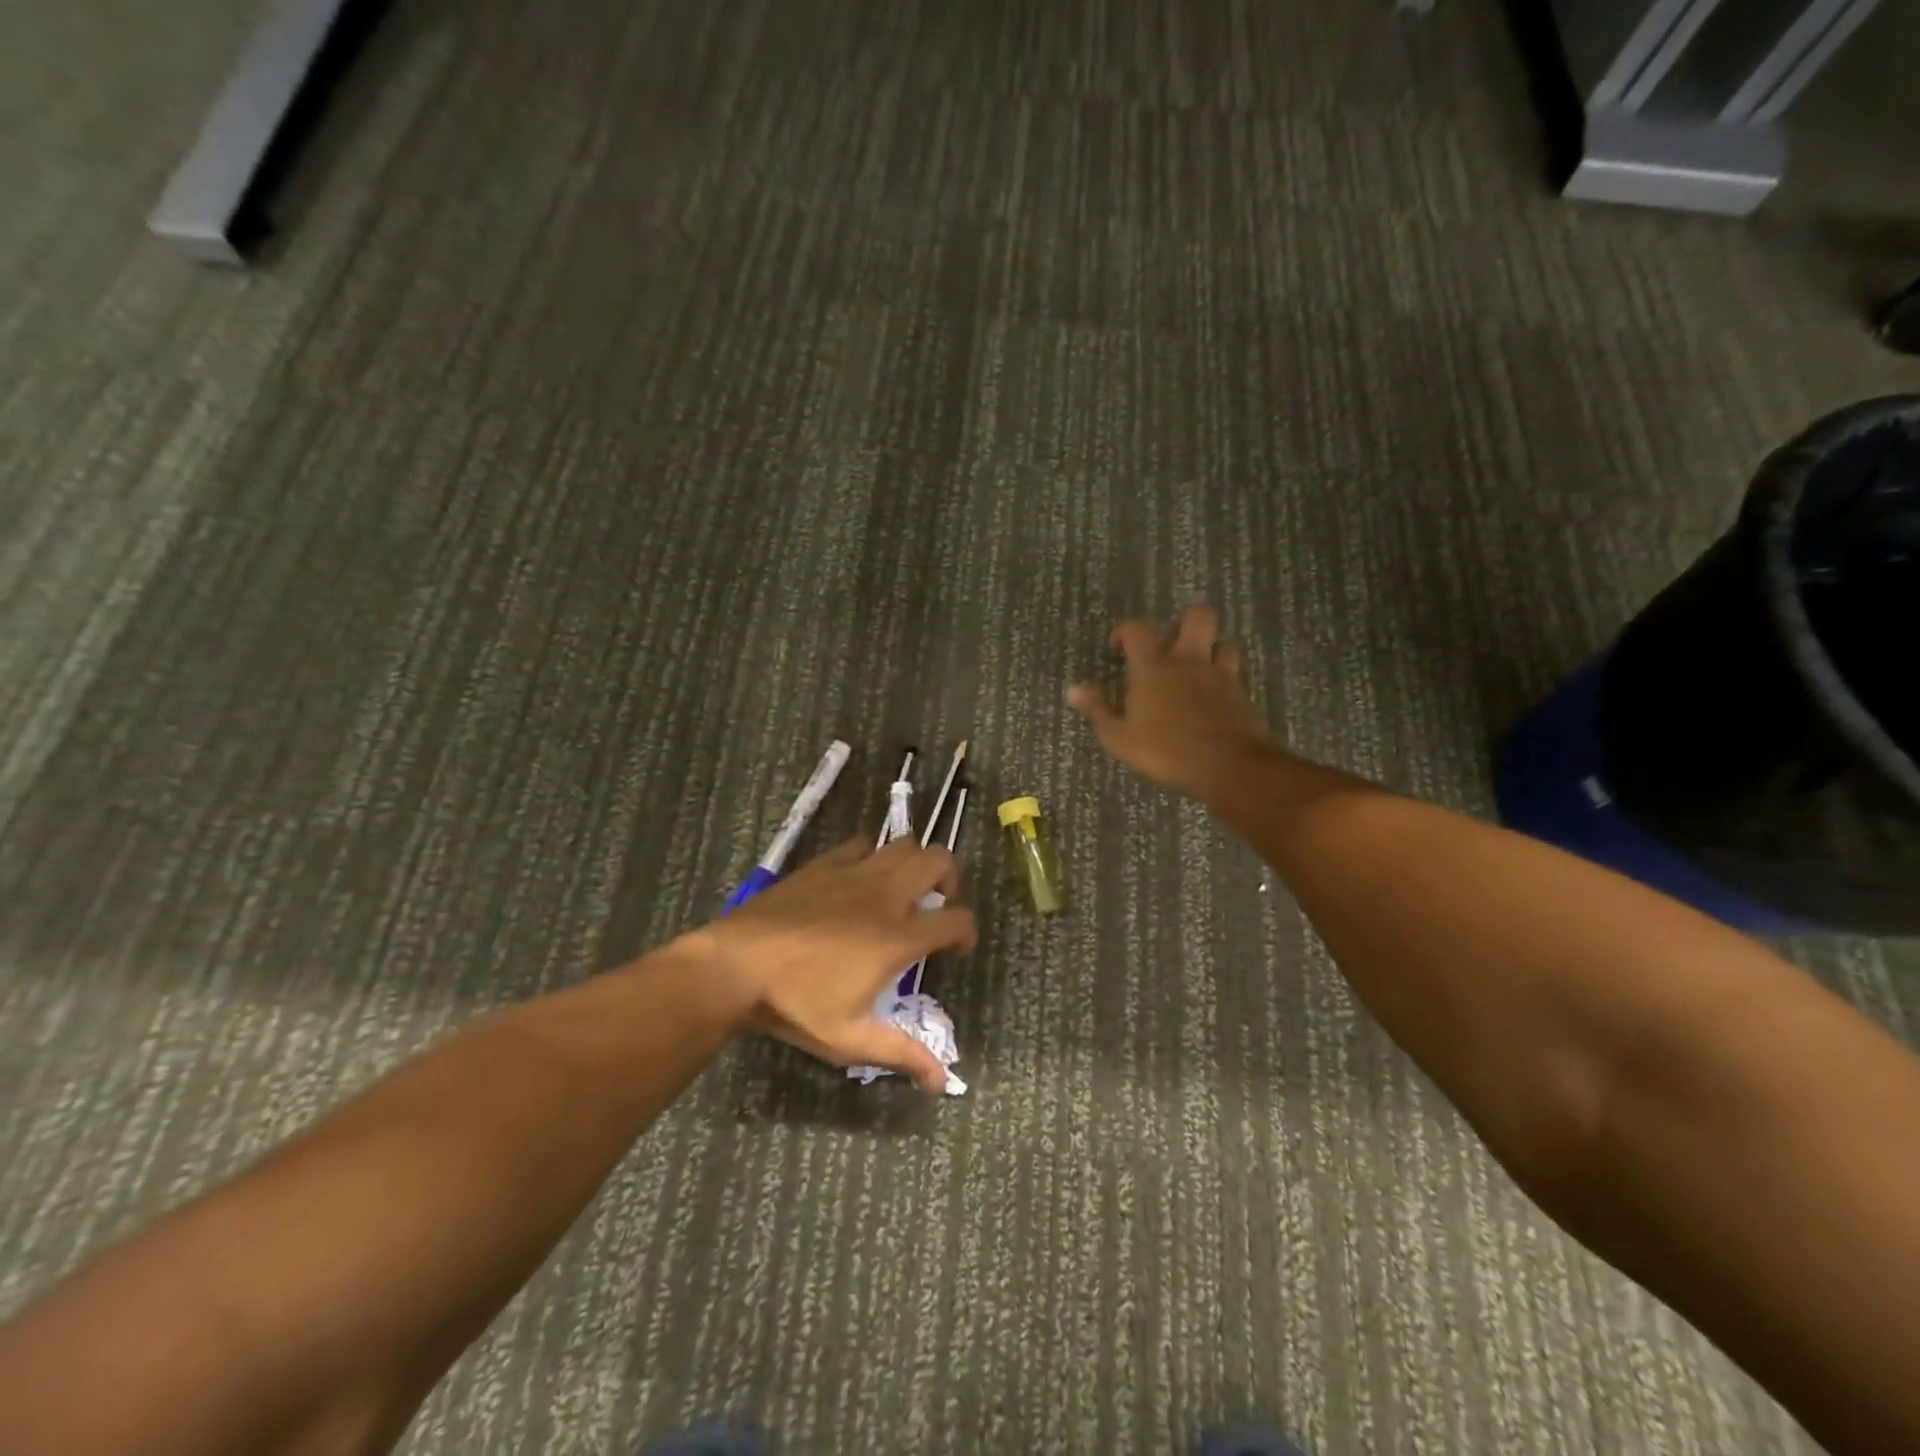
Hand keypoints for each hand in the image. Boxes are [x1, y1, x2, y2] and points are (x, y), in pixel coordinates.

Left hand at [690, 837, 976, 1092]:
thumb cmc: (796, 1004)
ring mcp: (855, 873)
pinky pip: (861, 844)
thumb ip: (900, 1053)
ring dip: (914, 861)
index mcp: (898, 937)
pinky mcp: (825, 863)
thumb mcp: (849, 1039)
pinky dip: (872, 855)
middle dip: (949, 879)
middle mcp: (886, 896)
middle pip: (939, 860)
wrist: (736, 966)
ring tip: (903, 888)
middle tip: (936, 904)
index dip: (967, 932)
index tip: (957, 948)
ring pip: (904, 844)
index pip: (956, 919)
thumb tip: (941, 1081)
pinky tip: (860, 878)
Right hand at [1069, 605, 1273, 797]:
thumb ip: (1098, 709)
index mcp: (1154, 667)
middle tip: (1169, 646)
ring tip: (1196, 669)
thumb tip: (1075, 689)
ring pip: (1223, 643)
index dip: (1125, 631)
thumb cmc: (1165, 751)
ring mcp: (1221, 676)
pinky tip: (1213, 698)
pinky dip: (1223, 680)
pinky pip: (1234, 674)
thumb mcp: (1119, 737)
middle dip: (1183, 622)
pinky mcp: (1241, 695)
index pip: (1138, 629)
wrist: (1228, 766)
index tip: (1118, 646)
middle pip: (1198, 617)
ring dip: (1211, 649)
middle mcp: (1190, 662)